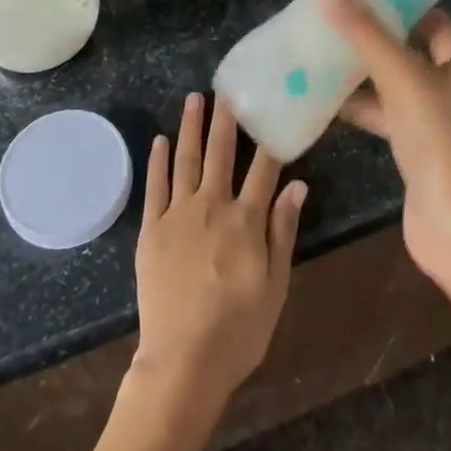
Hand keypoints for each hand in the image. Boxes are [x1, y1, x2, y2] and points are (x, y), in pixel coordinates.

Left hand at [132, 92, 306, 411]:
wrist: (182, 363)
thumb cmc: (238, 331)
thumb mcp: (275, 287)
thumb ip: (283, 232)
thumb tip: (298, 185)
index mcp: (246, 221)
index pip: (264, 168)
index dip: (270, 137)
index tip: (274, 107)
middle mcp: (212, 206)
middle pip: (221, 153)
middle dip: (226, 118)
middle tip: (228, 86)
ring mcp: (178, 215)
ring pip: (186, 160)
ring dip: (191, 127)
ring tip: (194, 98)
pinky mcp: (152, 230)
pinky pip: (155, 187)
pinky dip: (158, 161)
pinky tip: (161, 140)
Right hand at [317, 0, 450, 284]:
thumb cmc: (449, 146)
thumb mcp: (406, 81)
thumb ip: (366, 35)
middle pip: (442, 19)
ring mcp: (448, 102)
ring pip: (410, 59)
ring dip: (377, 45)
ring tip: (335, 24)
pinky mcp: (426, 132)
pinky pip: (391, 97)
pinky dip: (364, 91)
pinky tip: (325, 85)